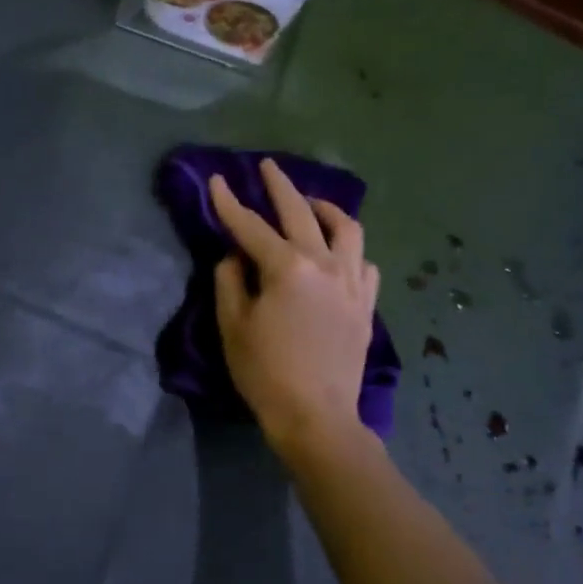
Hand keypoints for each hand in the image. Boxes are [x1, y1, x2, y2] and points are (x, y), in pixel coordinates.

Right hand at [211, 159, 381, 460]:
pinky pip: (364, 263)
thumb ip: (230, 281)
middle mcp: (326, 265)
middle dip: (281, 186)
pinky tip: (338, 254)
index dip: (230, 203)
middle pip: (302, 213)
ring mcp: (352, 283)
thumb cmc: (265, 372)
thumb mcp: (233, 325)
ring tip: (311, 204)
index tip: (217, 180)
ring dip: (326, 210)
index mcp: (288, 268)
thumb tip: (236, 256)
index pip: (251, 227)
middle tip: (268, 167)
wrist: (316, 416)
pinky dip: (348, 250)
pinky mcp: (366, 304)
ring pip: (347, 230)